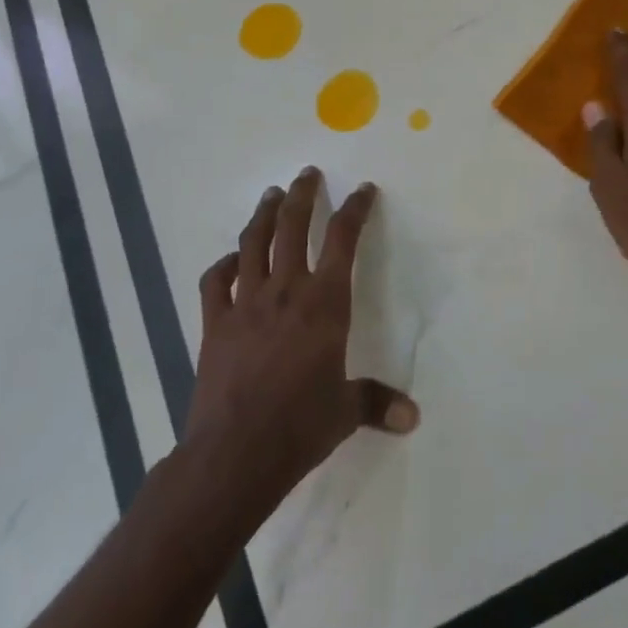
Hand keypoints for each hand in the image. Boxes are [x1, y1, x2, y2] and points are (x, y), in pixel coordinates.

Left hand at [183, 168, 418, 522]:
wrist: (235, 454)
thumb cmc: (300, 427)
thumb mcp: (346, 412)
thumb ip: (378, 402)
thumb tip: (414, 417)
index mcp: (324, 303)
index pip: (343, 240)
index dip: (355, 209)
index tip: (363, 189)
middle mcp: (286, 291)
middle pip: (294, 227)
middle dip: (303, 195)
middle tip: (307, 174)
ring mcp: (245, 303)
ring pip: (254, 243)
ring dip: (264, 214)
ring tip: (271, 195)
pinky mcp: (214, 324)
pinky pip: (215, 282)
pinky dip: (223, 265)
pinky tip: (231, 260)